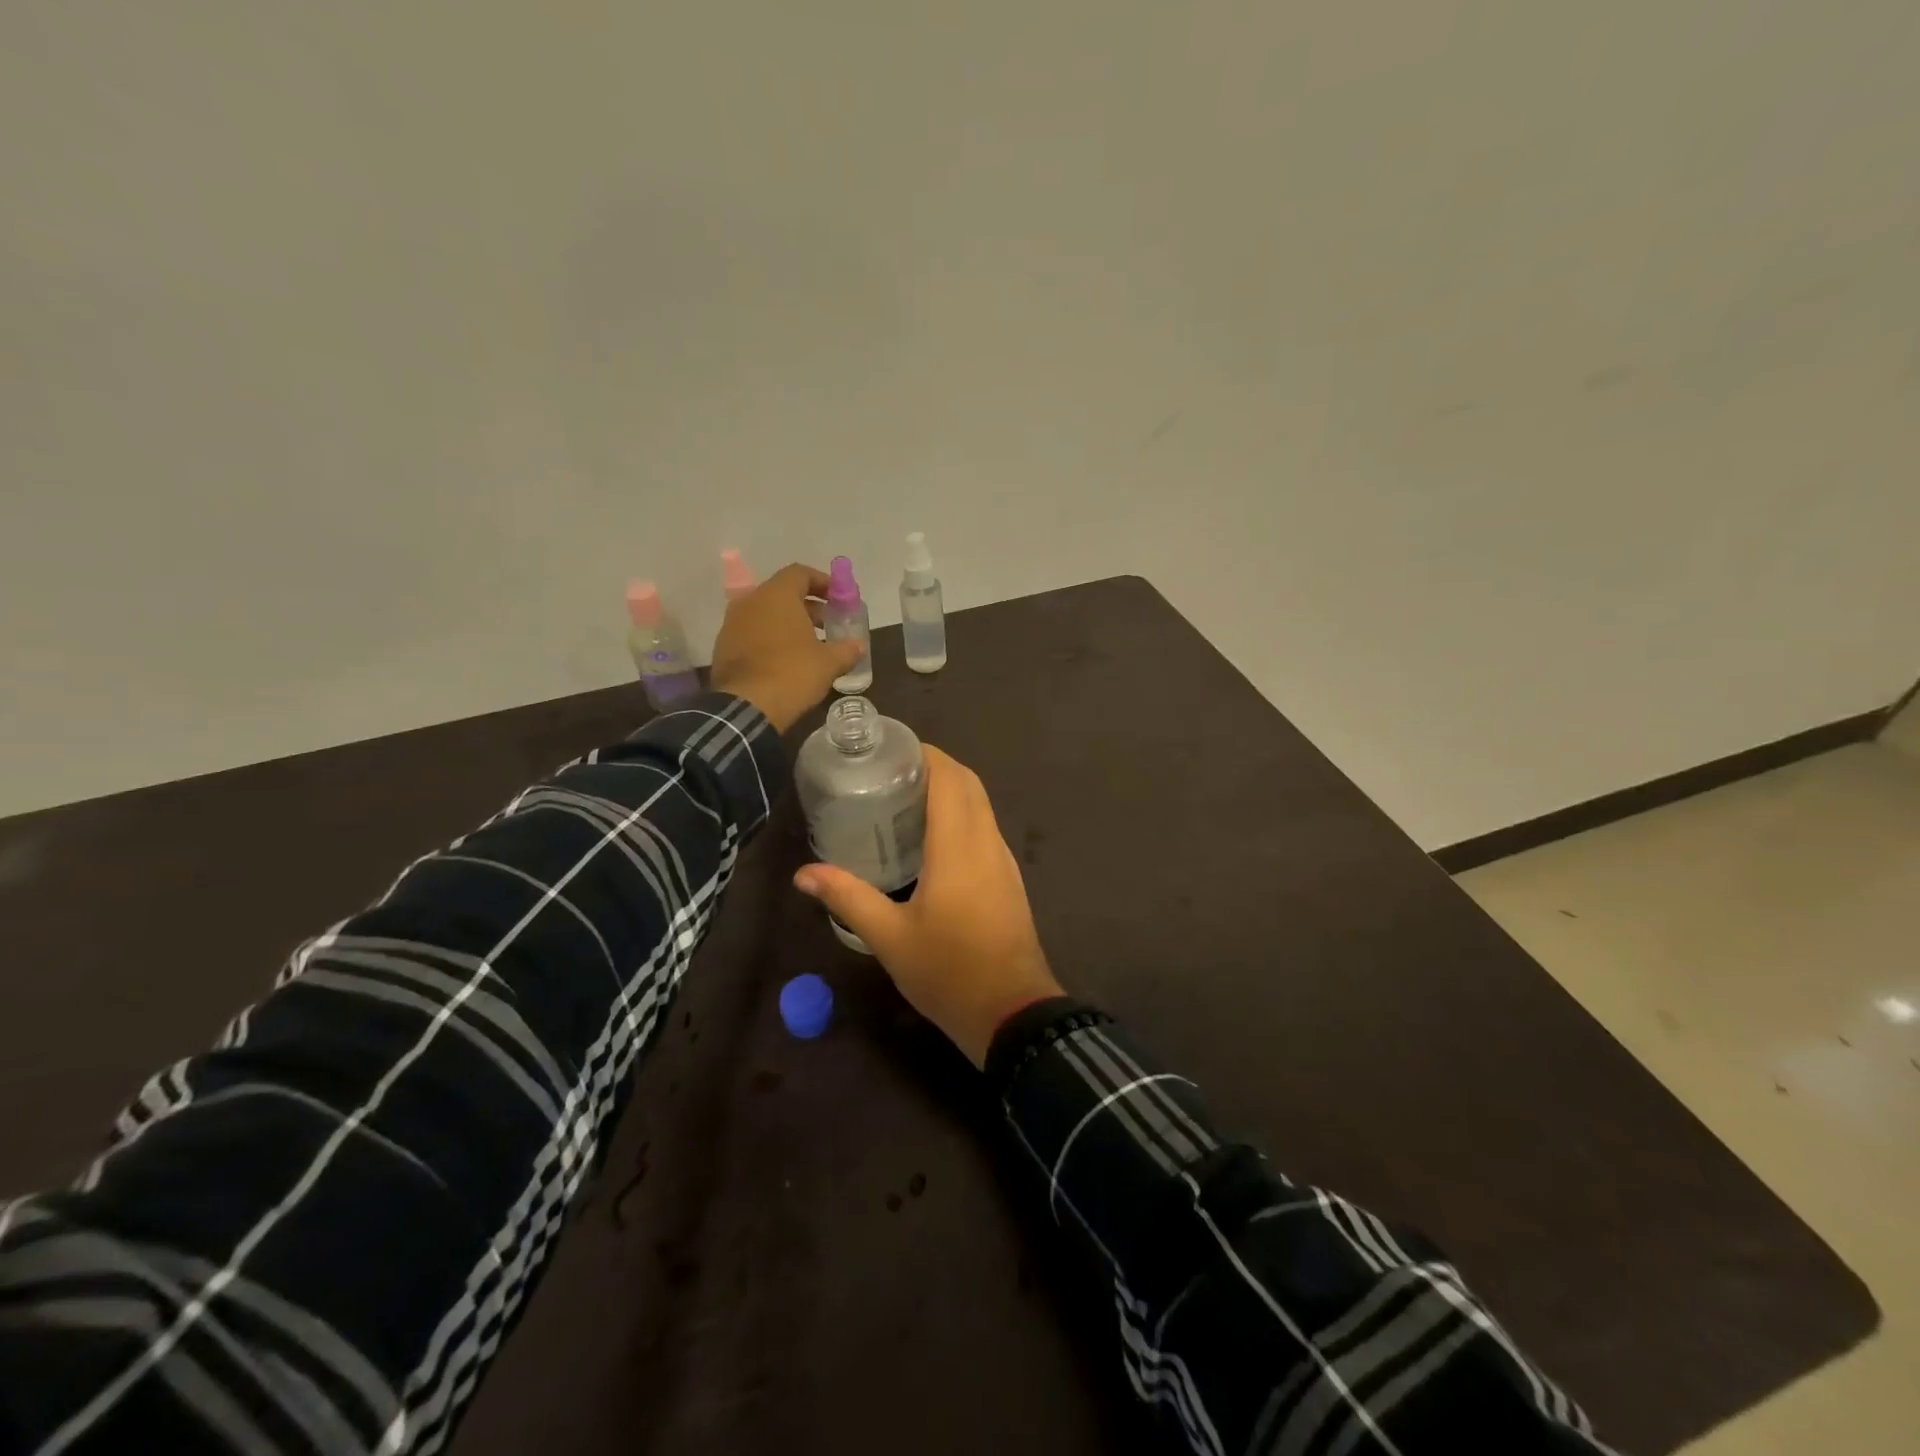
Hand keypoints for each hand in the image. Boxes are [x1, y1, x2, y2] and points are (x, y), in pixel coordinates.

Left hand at [710, 563, 864, 731]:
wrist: (746, 706)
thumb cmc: (792, 674)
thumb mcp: (828, 663)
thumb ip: (847, 649)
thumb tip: (859, 645)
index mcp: (776, 595)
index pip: (800, 573)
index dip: (822, 582)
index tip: (837, 599)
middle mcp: (750, 601)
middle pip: (782, 593)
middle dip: (807, 606)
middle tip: (827, 624)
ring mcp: (732, 623)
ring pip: (765, 613)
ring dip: (787, 623)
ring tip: (808, 644)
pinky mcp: (723, 646)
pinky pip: (751, 632)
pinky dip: (770, 638)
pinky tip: (785, 659)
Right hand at [793, 746, 1061, 1066]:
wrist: (1012, 1013)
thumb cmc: (948, 971)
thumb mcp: (889, 937)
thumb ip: (847, 898)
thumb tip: (804, 874)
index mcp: (959, 845)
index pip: (949, 777)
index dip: (924, 753)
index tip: (890, 749)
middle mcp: (987, 842)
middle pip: (968, 783)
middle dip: (934, 766)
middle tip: (890, 772)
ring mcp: (1003, 860)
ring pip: (981, 805)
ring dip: (951, 790)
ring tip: (905, 797)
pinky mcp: (1008, 878)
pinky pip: (985, 828)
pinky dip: (962, 814)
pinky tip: (932, 838)